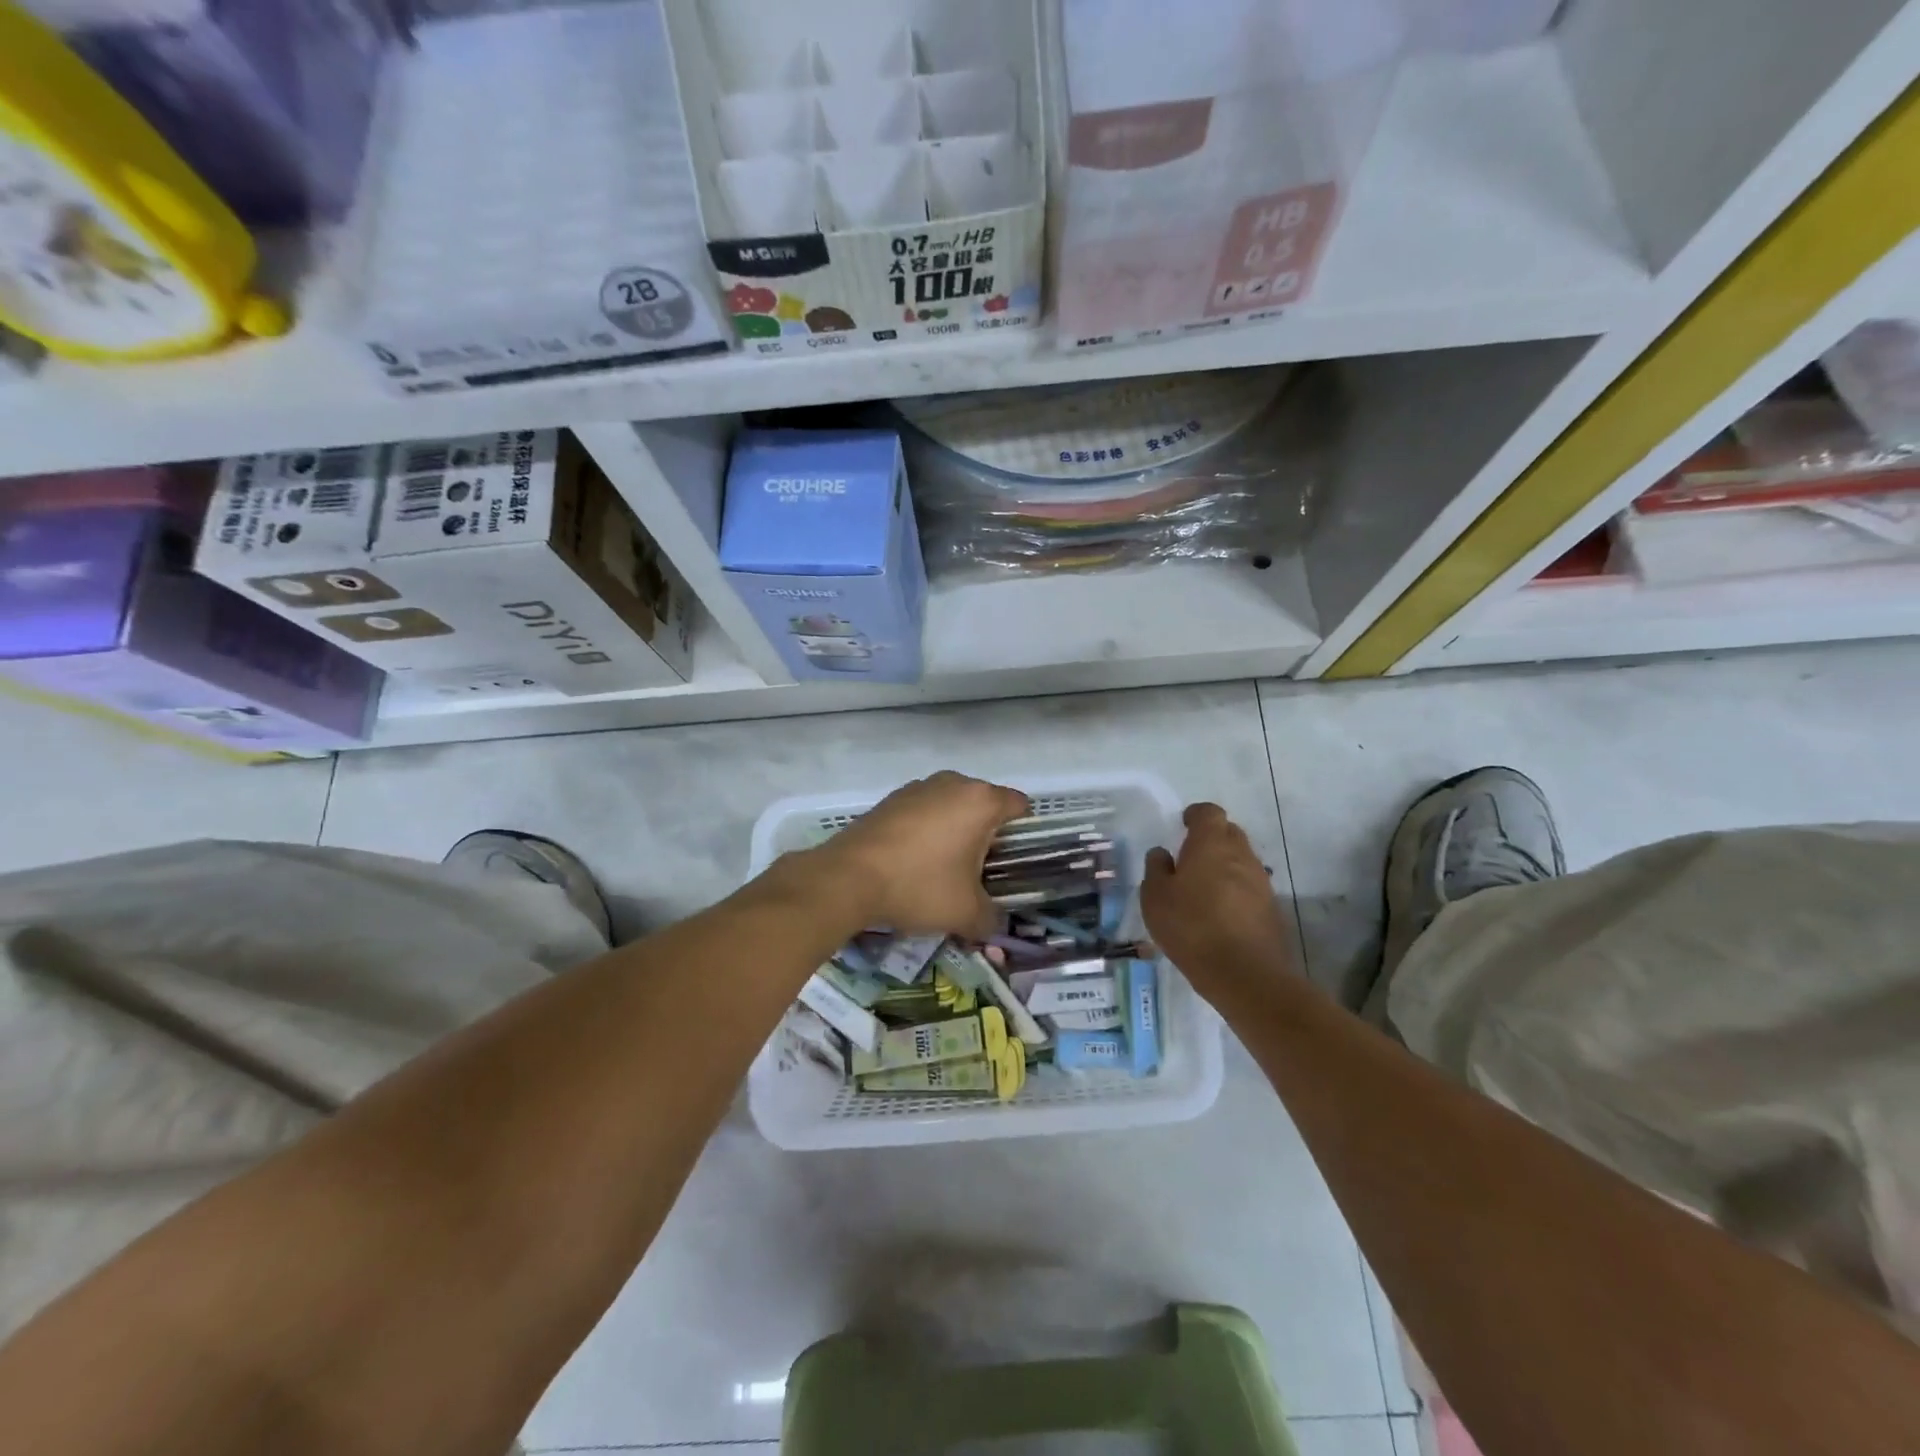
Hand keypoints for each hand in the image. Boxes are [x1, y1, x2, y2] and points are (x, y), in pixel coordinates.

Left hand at [807, 771, 1030, 937]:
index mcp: (980, 801)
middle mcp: (953, 783)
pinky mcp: (891, 799)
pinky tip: (914, 862)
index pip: (1019, 805)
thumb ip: (991, 919)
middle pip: (984, 805)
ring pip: (951, 807)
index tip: (1015, 862)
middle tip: (981, 872)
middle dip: (986, 835)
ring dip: (954, 832)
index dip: (1023, 833)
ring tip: (945, 870)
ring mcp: (918, 787)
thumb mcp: (966, 913)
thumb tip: (995, 926)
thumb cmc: (919, 886)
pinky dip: (926, 831)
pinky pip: (923, 812)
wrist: (847, 879)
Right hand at [1142, 802, 1295, 1005]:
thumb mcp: (1155, 898)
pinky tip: (1219, 913)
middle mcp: (1241, 855)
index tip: (1183, 825)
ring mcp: (1261, 882)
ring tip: (1202, 889)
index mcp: (1211, 844)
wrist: (1245, 974)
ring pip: (1241, 861)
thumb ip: (1156, 869)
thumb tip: (1162, 854)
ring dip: (1224, 867)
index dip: (1195, 815)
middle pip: (1229, 833)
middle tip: (1189, 857)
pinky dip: (1235, 891)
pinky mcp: (1271, 908)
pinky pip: (1249, 887)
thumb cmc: (1191, 927)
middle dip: (1211, 839)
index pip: (1209, 813)